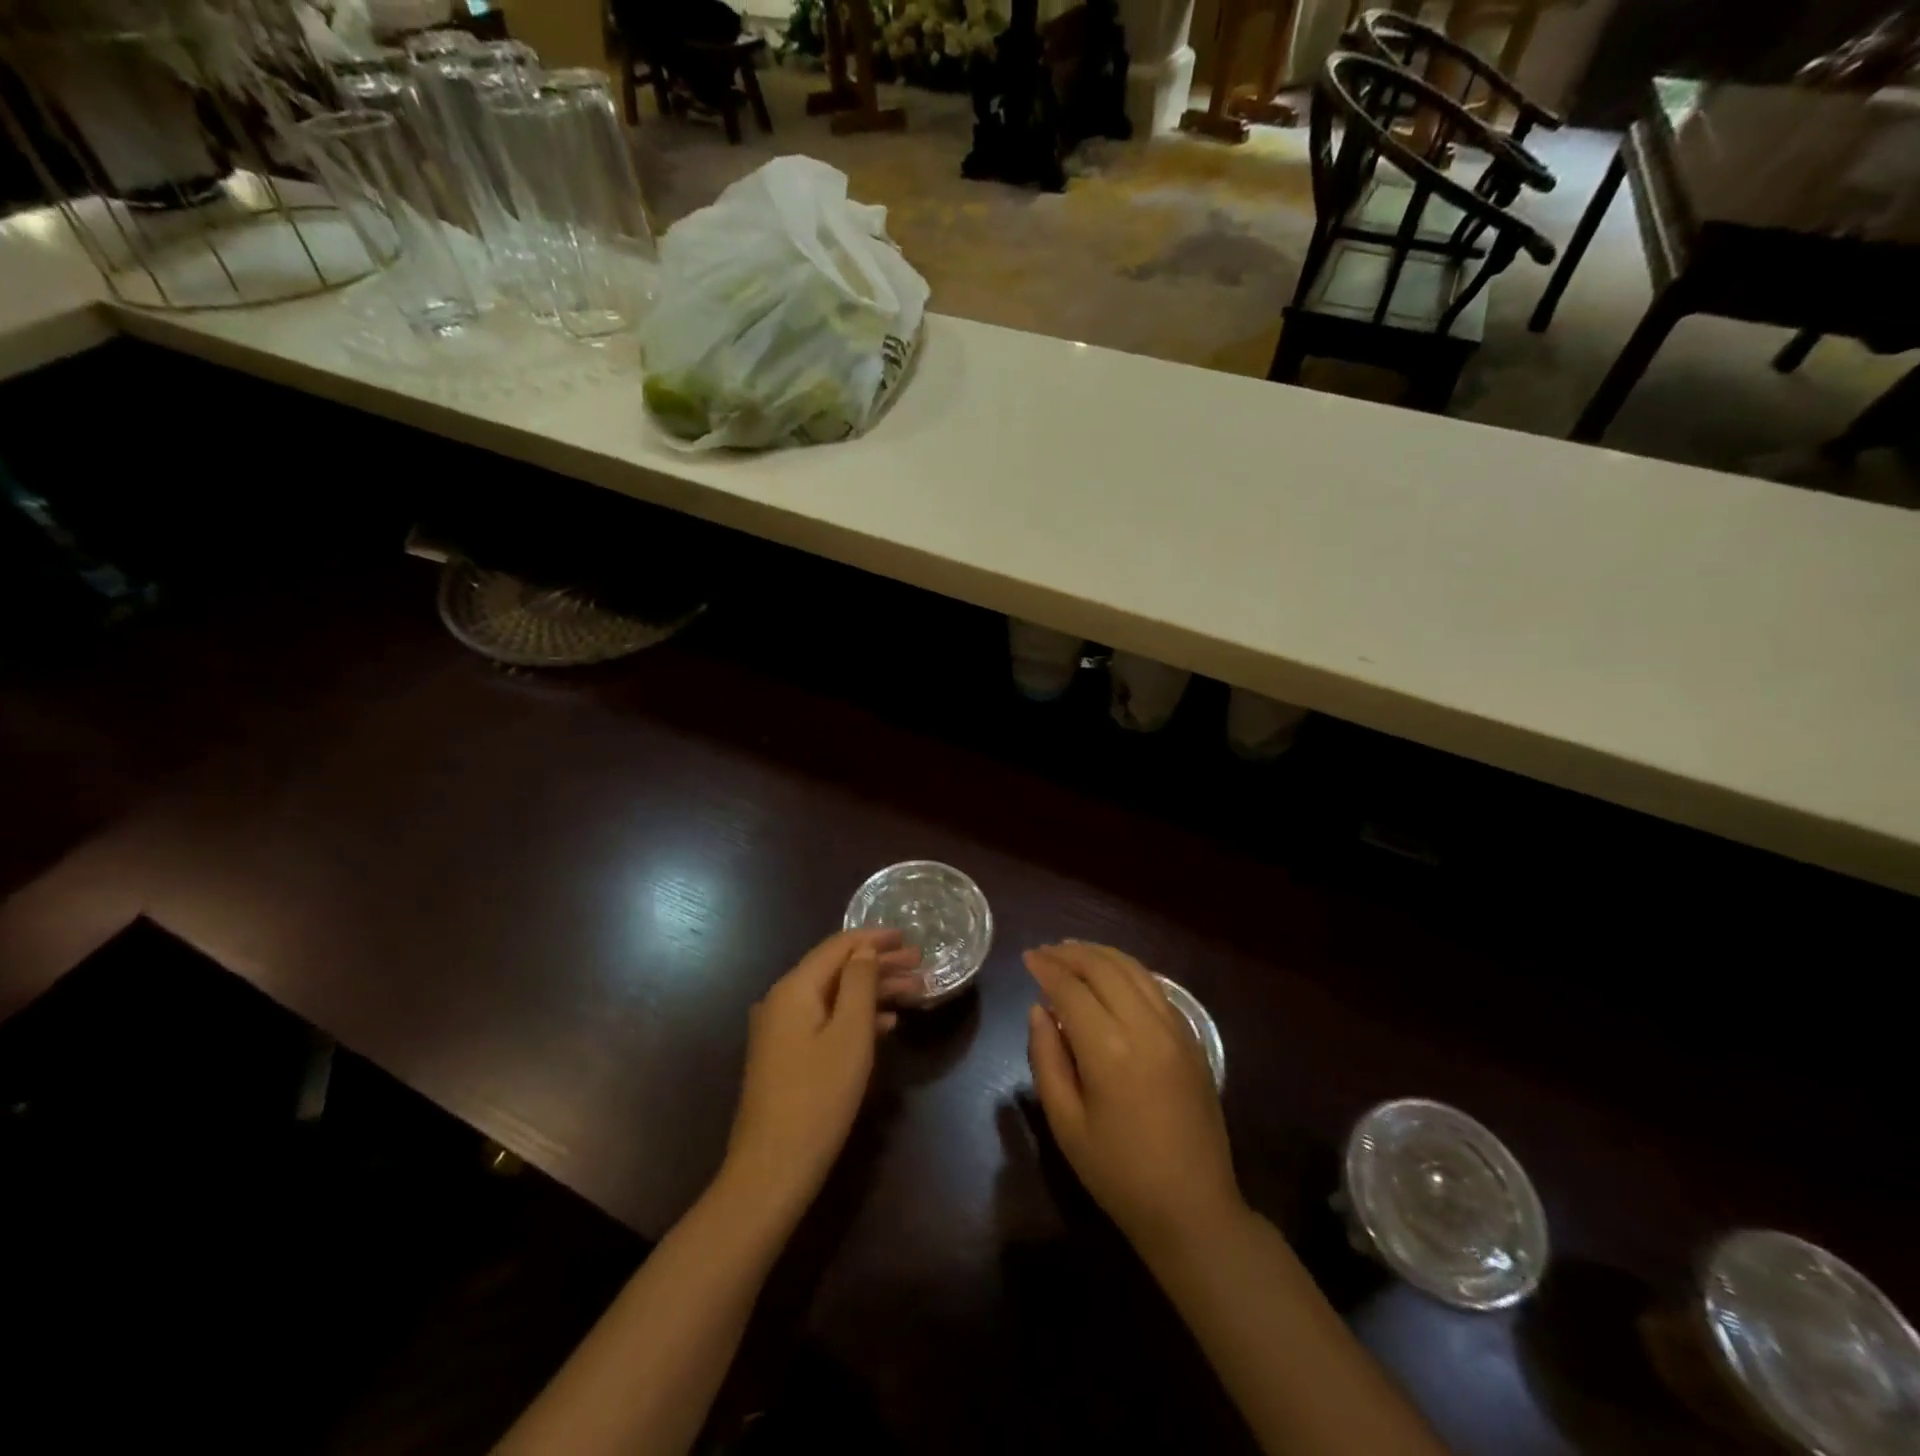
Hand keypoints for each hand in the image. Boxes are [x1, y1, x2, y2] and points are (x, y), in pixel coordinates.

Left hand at [722, 929, 919, 1219]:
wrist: (772, 1169)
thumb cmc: (818, 1097)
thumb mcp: (850, 1035)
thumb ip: (859, 983)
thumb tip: (864, 949)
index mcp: (794, 988)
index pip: (838, 946)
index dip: (874, 938)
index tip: (908, 936)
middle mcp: (782, 1000)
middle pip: (837, 969)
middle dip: (879, 965)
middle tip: (920, 965)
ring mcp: (781, 1030)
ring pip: (834, 996)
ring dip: (873, 991)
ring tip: (914, 993)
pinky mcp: (786, 1056)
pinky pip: (826, 1020)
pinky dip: (856, 1016)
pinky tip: (886, 1025)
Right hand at [1025, 942, 1243, 1259]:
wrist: (1193, 1209)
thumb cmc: (1119, 1173)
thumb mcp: (1066, 1124)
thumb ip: (1046, 1059)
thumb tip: (1039, 1010)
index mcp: (1110, 1049)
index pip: (1071, 989)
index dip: (1047, 968)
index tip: (1027, 957)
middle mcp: (1145, 1027)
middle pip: (1104, 968)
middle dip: (1071, 953)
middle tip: (1046, 951)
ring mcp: (1175, 1029)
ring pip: (1134, 970)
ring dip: (1101, 954)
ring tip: (1074, 950)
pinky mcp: (1192, 1039)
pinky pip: (1156, 988)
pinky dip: (1129, 971)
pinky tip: (1113, 975)